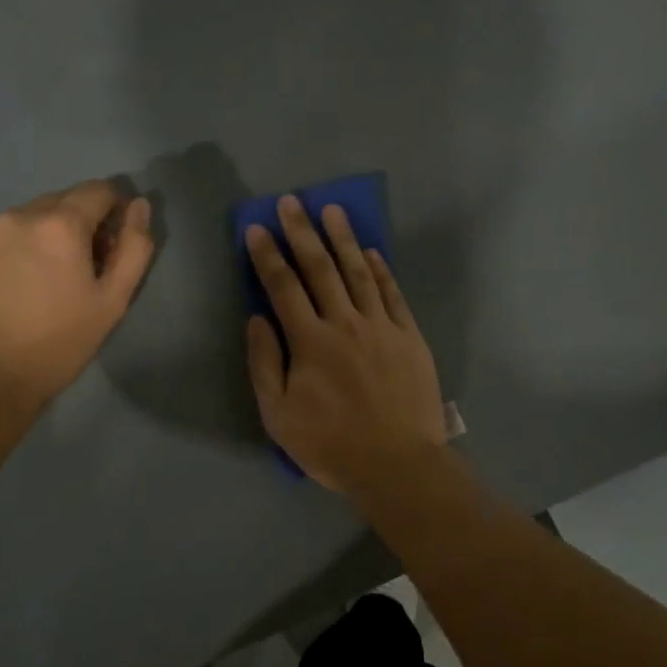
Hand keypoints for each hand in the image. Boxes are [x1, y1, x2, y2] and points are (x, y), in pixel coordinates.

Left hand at [0, 181, 154, 407]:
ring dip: (46, 235)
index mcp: (60, 224)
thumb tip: (139, 205)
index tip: (113, 247)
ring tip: (46, 280)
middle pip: (63, 201)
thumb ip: (134, 247)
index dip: (115, 212)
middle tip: (83, 268)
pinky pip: (1, 238)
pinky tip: (16, 288)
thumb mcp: (113, 300)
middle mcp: (19, 216)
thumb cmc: (60, 341)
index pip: (99, 190)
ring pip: (29, 218)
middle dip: (80, 223)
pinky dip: (17, 250)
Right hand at [245, 196, 446, 492]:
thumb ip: (264, 363)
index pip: (283, 286)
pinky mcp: (409, 337)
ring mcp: (381, 327)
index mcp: (310, 341)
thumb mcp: (279, 415)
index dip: (268, 255)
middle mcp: (345, 323)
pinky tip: (372, 251)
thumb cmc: (331, 444)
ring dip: (343, 238)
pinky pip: (393, 294)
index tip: (257, 228)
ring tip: (332, 209)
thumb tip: (256, 319)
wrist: (397, 464)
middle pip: (320, 268)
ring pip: (359, 272)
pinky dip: (381, 269)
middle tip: (291, 201)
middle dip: (302, 232)